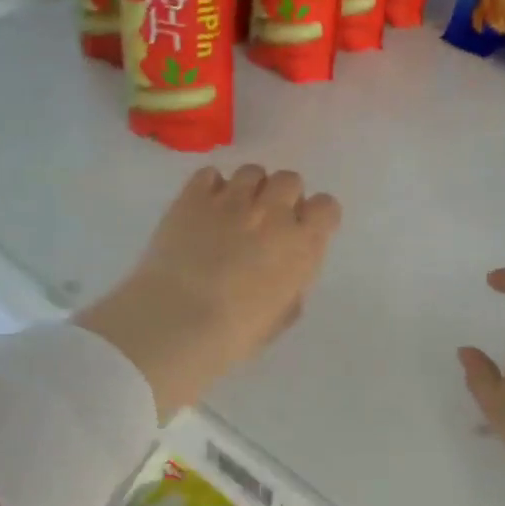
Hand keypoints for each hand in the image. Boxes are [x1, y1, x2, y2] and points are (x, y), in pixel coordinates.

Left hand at [77, 164, 341, 420]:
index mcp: (302, 244)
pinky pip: (210, 174)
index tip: (301, 231)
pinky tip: (202, 209)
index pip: (326, 207)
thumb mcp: (281, 318)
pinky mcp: (193, 196)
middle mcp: (272, 212)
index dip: (315, 216)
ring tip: (232, 212)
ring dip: (249, 189)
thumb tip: (286, 272)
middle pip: (289, 180)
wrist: (178, 320)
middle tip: (265, 221)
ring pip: (252, 172)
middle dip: (281, 197)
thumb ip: (292, 285)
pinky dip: (210, 187)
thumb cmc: (235, 333)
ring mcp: (232, 200)